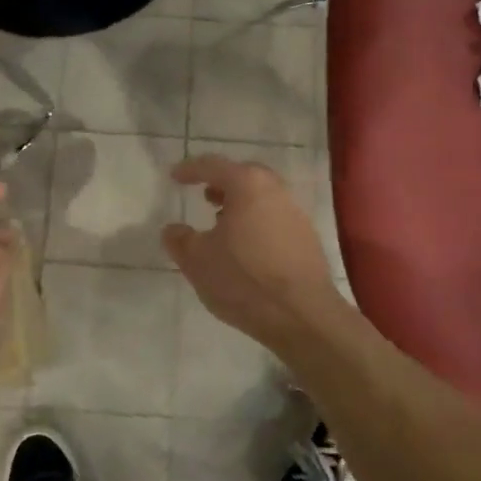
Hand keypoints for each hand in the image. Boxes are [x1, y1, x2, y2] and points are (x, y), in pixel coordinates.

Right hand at [162, 156, 348, 357]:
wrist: (302, 315)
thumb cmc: (244, 278)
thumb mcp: (198, 261)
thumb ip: (180, 240)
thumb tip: (173, 229)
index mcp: (247, 185)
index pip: (213, 166)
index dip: (190, 170)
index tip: (174, 177)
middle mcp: (275, 190)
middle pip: (244, 176)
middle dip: (222, 183)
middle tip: (205, 196)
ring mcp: (296, 213)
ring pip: (262, 197)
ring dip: (240, 205)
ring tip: (222, 225)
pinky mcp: (307, 238)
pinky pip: (275, 218)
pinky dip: (256, 222)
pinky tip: (246, 248)